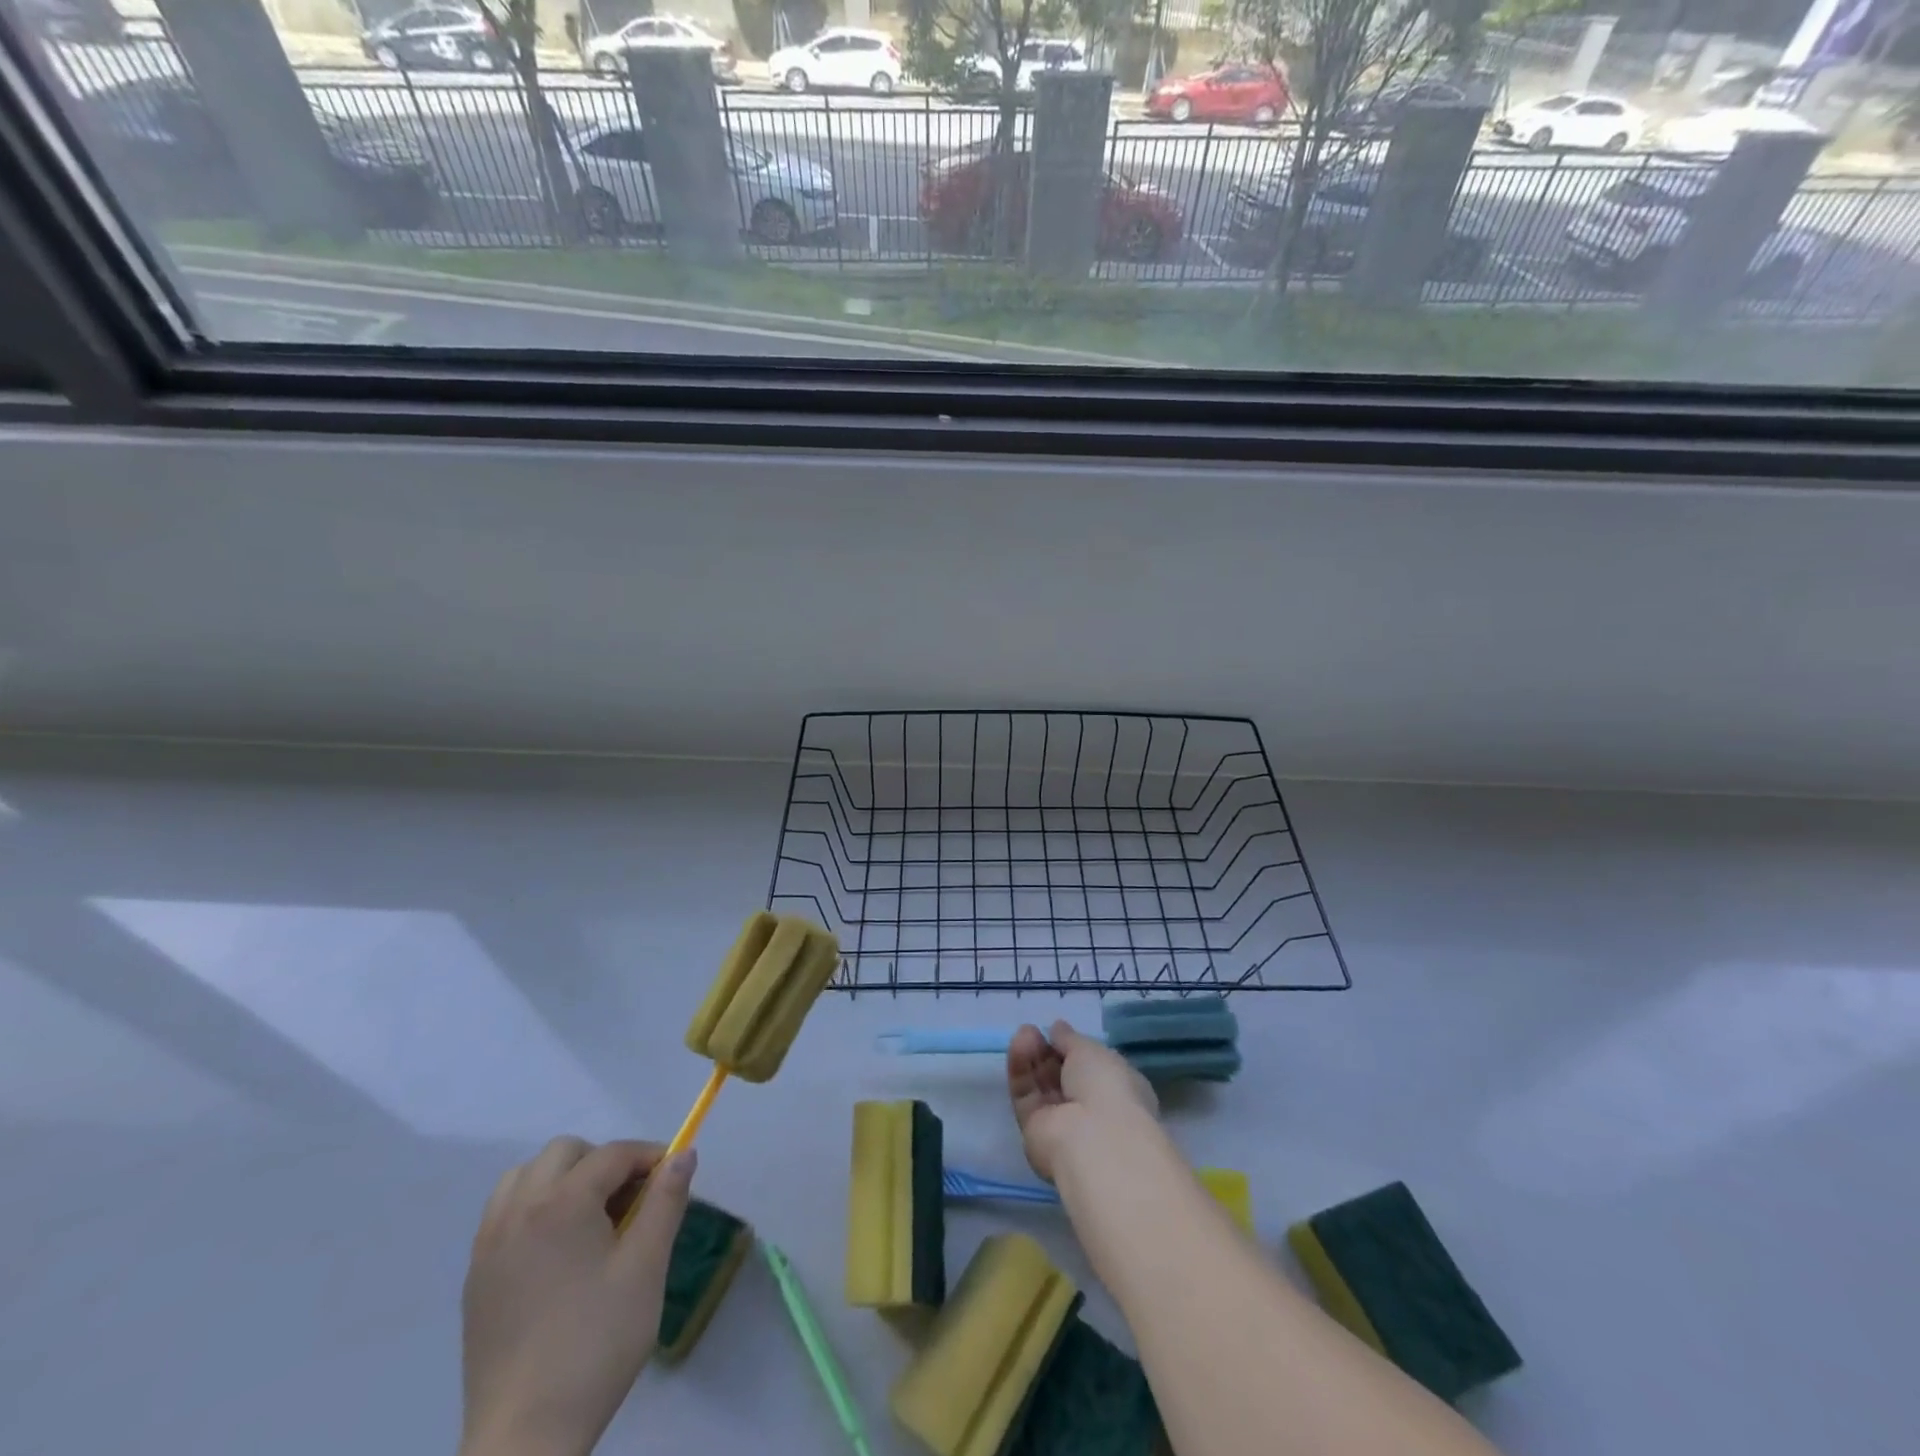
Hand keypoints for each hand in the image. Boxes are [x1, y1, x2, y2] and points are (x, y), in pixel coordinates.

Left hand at [460, 1137, 696, 1455]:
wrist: (525, 1437)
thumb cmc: (596, 1343)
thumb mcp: (646, 1267)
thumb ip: (666, 1201)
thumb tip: (684, 1154)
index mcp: (561, 1203)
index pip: (613, 1154)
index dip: (649, 1157)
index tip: (673, 1179)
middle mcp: (518, 1210)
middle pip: (565, 1152)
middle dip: (603, 1162)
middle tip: (630, 1202)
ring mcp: (489, 1245)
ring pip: (526, 1177)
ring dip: (563, 1180)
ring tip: (591, 1220)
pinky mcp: (475, 1278)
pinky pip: (504, 1213)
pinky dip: (534, 1208)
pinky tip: (558, 1250)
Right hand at [1006, 1020, 1158, 1182]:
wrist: (1093, 1141)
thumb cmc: (1107, 1088)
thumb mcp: (1091, 1050)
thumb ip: (1070, 1039)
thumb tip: (1057, 1028)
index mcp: (1115, 1089)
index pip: (1090, 1067)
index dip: (1073, 1048)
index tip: (1056, 1031)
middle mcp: (1089, 1108)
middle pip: (1061, 1075)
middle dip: (1047, 1051)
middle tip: (1032, 1031)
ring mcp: (1062, 1122)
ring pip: (1041, 1085)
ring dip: (1032, 1058)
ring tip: (1023, 1033)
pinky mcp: (1036, 1131)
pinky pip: (1026, 1097)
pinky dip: (1021, 1072)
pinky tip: (1018, 1046)